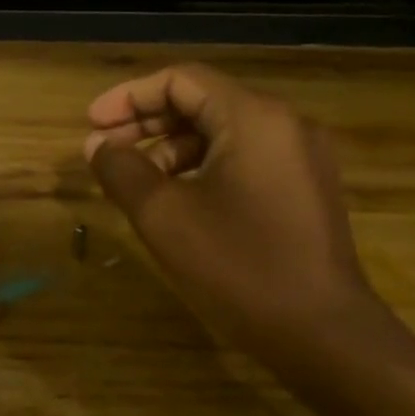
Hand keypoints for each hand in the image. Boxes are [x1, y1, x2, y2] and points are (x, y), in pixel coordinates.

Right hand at [84, 64, 385, 360]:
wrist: (323, 335)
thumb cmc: (239, 267)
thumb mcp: (164, 217)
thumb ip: (123, 170)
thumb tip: (97, 145)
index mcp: (254, 118)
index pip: (181, 80)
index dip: (128, 96)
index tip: (91, 124)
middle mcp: (284, 124)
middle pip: (203, 102)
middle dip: (147, 121)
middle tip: (104, 148)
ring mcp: (300, 157)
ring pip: (222, 132)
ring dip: (171, 148)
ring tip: (134, 180)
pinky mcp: (304, 188)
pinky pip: (243, 159)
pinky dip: (201, 168)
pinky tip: (175, 199)